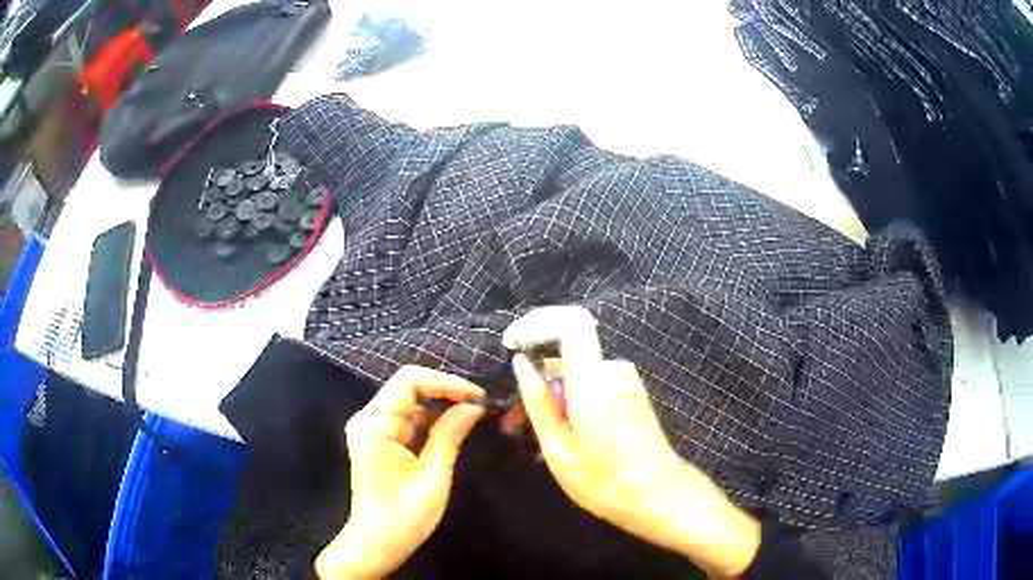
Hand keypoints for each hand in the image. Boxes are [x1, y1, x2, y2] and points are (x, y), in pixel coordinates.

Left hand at [314, 366, 485, 579]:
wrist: (376, 545)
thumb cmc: (403, 517)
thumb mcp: (433, 477)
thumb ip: (450, 435)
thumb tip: (474, 406)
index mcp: (375, 424)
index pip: (409, 380)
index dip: (445, 382)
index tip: (477, 396)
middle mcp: (369, 419)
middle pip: (409, 389)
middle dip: (446, 395)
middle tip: (482, 407)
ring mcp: (373, 430)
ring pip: (412, 405)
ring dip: (441, 410)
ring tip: (475, 418)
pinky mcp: (381, 442)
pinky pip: (409, 422)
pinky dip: (432, 425)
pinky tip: (455, 432)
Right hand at [503, 306, 760, 577]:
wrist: (659, 495)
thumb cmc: (605, 481)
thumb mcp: (560, 450)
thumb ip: (539, 403)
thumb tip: (521, 364)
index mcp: (594, 382)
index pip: (571, 323)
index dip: (539, 324)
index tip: (514, 345)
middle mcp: (614, 371)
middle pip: (567, 353)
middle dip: (537, 377)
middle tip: (514, 420)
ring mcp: (626, 381)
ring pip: (577, 372)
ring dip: (553, 394)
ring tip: (534, 435)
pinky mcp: (631, 392)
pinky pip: (592, 383)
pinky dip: (571, 400)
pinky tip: (562, 434)